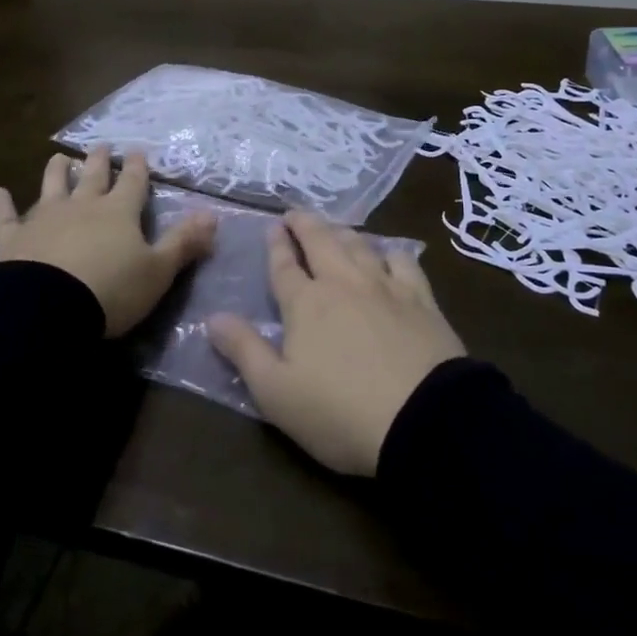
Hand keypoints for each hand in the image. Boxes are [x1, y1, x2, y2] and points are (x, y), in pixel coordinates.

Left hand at [0, 147, 215, 337]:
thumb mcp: (158, 271)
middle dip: (99, 160)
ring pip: (52, 186)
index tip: (138, 151)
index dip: (138, 167)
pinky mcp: (13, 238)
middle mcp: (82, 206)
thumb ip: (184, 242)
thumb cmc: (110, 291)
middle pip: (93, 176)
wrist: (46, 309)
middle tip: (101, 146)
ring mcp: (44, 218)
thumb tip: (213, 216)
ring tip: (60, 158)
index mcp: (119, 212)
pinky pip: (7, 217)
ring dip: (57, 171)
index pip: (133, 183)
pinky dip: (3, 205)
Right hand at [208, 210, 464, 476]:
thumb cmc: (339, 412)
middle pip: (321, 241)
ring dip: (342, 232)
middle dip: (305, 224)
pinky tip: (388, 254)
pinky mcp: (421, 300)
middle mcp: (343, 283)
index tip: (272, 227)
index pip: (284, 265)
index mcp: (305, 303)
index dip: (276, 245)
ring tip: (334, 228)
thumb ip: (243, 351)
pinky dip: (390, 251)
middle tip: (295, 213)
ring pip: (359, 245)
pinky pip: (403, 262)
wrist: (424, 421)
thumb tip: (212, 318)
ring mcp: (385, 287)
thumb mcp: (275, 392)